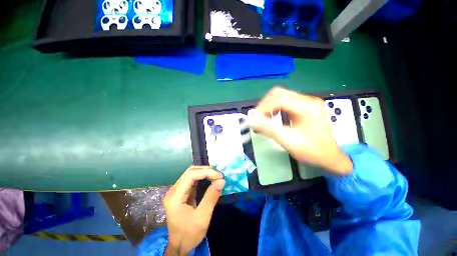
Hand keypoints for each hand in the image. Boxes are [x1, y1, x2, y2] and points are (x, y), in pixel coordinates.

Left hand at [163, 166, 224, 255]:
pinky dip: (203, 177)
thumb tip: (222, 181)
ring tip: (216, 175)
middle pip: (190, 172)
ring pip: (191, 174)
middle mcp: (174, 190)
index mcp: (175, 196)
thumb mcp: (202, 218)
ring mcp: (177, 191)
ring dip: (205, 173)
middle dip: (206, 170)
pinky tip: (210, 179)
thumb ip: (211, 197)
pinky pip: (192, 180)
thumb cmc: (189, 234)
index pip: (190, 175)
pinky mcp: (181, 193)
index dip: (206, 172)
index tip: (219, 176)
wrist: (179, 246)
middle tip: (218, 175)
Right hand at [246, 87, 352, 174]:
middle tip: (258, 118)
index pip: (279, 98)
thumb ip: (269, 129)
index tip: (254, 119)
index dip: (263, 107)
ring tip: (263, 118)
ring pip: (281, 96)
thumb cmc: (312, 151)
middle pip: (279, 93)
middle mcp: (308, 100)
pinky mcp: (304, 106)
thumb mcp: (288, 141)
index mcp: (307, 107)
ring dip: (269, 106)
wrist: (329, 156)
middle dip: (264, 105)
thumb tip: (251, 121)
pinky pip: (285, 101)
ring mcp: (307, 102)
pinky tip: (273, 117)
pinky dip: (274, 107)